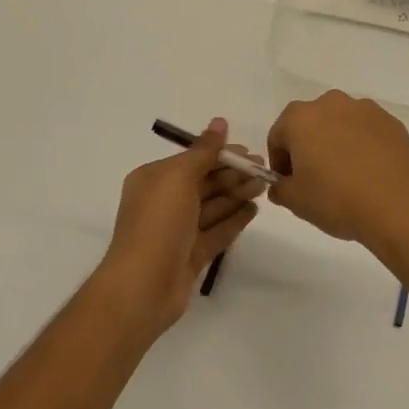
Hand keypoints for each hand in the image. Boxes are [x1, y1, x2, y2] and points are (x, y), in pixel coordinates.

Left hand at [98, 118, 262, 334]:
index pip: (193, 160)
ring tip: (264, 186)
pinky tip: (254, 210)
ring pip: (213, 206)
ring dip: (237, 194)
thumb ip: (203, 151)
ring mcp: (178, 230)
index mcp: (154, 179)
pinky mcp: (192, 255)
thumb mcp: (178, 177)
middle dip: (233, 175)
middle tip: (265, 169)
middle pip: (204, 182)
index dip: (221, 155)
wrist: (143, 286)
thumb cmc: (158, 223)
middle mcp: (164, 202)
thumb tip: (220, 122)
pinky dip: (234, 220)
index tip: (250, 152)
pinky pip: (216, 231)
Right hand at [265, 91, 408, 269]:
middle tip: (314, 179)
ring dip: (336, 143)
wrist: (399, 206)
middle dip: (307, 147)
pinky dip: (362, 146)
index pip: (278, 136)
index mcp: (301, 118)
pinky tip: (369, 173)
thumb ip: (280, 189)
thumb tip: (280, 185)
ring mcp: (365, 109)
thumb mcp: (296, 202)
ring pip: (340, 124)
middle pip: (309, 124)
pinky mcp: (391, 122)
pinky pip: (366, 131)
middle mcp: (331, 103)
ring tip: (346, 177)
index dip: (279, 161)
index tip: (288, 184)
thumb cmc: (337, 200)